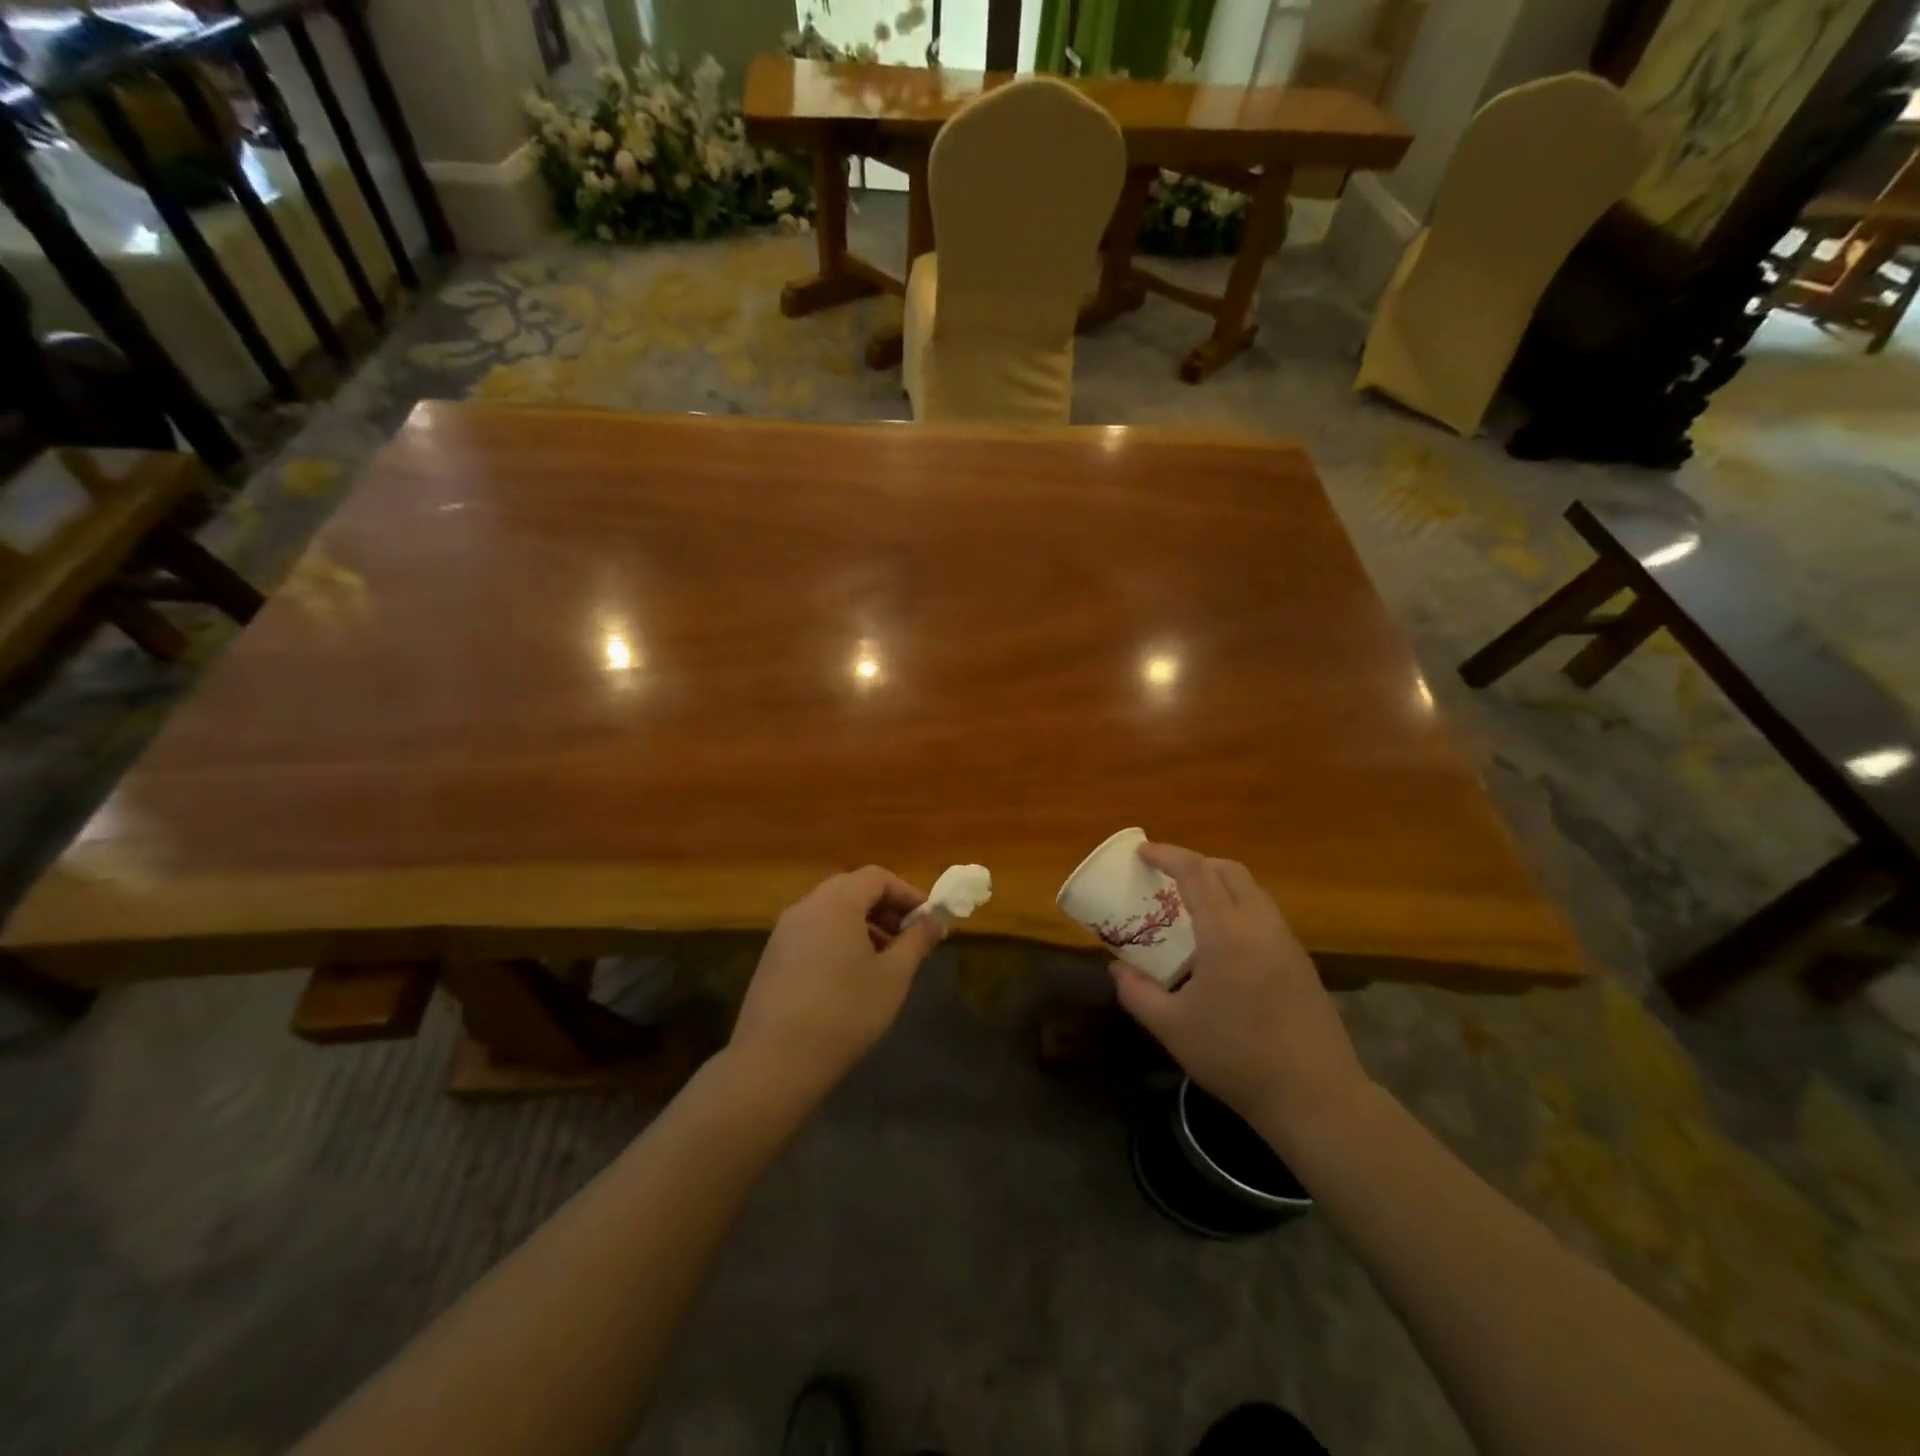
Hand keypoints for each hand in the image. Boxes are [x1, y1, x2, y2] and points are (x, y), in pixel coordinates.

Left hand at [731, 867, 944, 1098]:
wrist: (774, 1062)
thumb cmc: (845, 1011)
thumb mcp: (893, 975)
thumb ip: (917, 940)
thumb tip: (936, 918)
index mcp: (836, 902)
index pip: (877, 877)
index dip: (907, 894)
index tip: (927, 922)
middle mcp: (806, 907)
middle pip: (852, 890)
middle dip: (885, 909)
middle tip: (908, 940)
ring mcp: (783, 932)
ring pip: (830, 913)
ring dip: (862, 926)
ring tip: (883, 962)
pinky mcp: (772, 958)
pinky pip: (813, 934)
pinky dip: (837, 941)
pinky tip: (849, 979)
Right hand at [1110, 843, 1370, 1149]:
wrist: (1315, 1095)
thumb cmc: (1236, 1057)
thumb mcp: (1171, 1028)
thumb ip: (1136, 992)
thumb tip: (1117, 968)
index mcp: (1227, 933)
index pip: (1196, 871)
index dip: (1167, 854)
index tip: (1142, 852)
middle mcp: (1261, 925)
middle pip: (1229, 870)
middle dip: (1196, 863)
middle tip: (1166, 879)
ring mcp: (1287, 942)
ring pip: (1252, 891)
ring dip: (1220, 885)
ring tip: (1192, 909)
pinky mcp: (1301, 962)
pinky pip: (1265, 915)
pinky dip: (1238, 908)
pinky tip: (1223, 944)